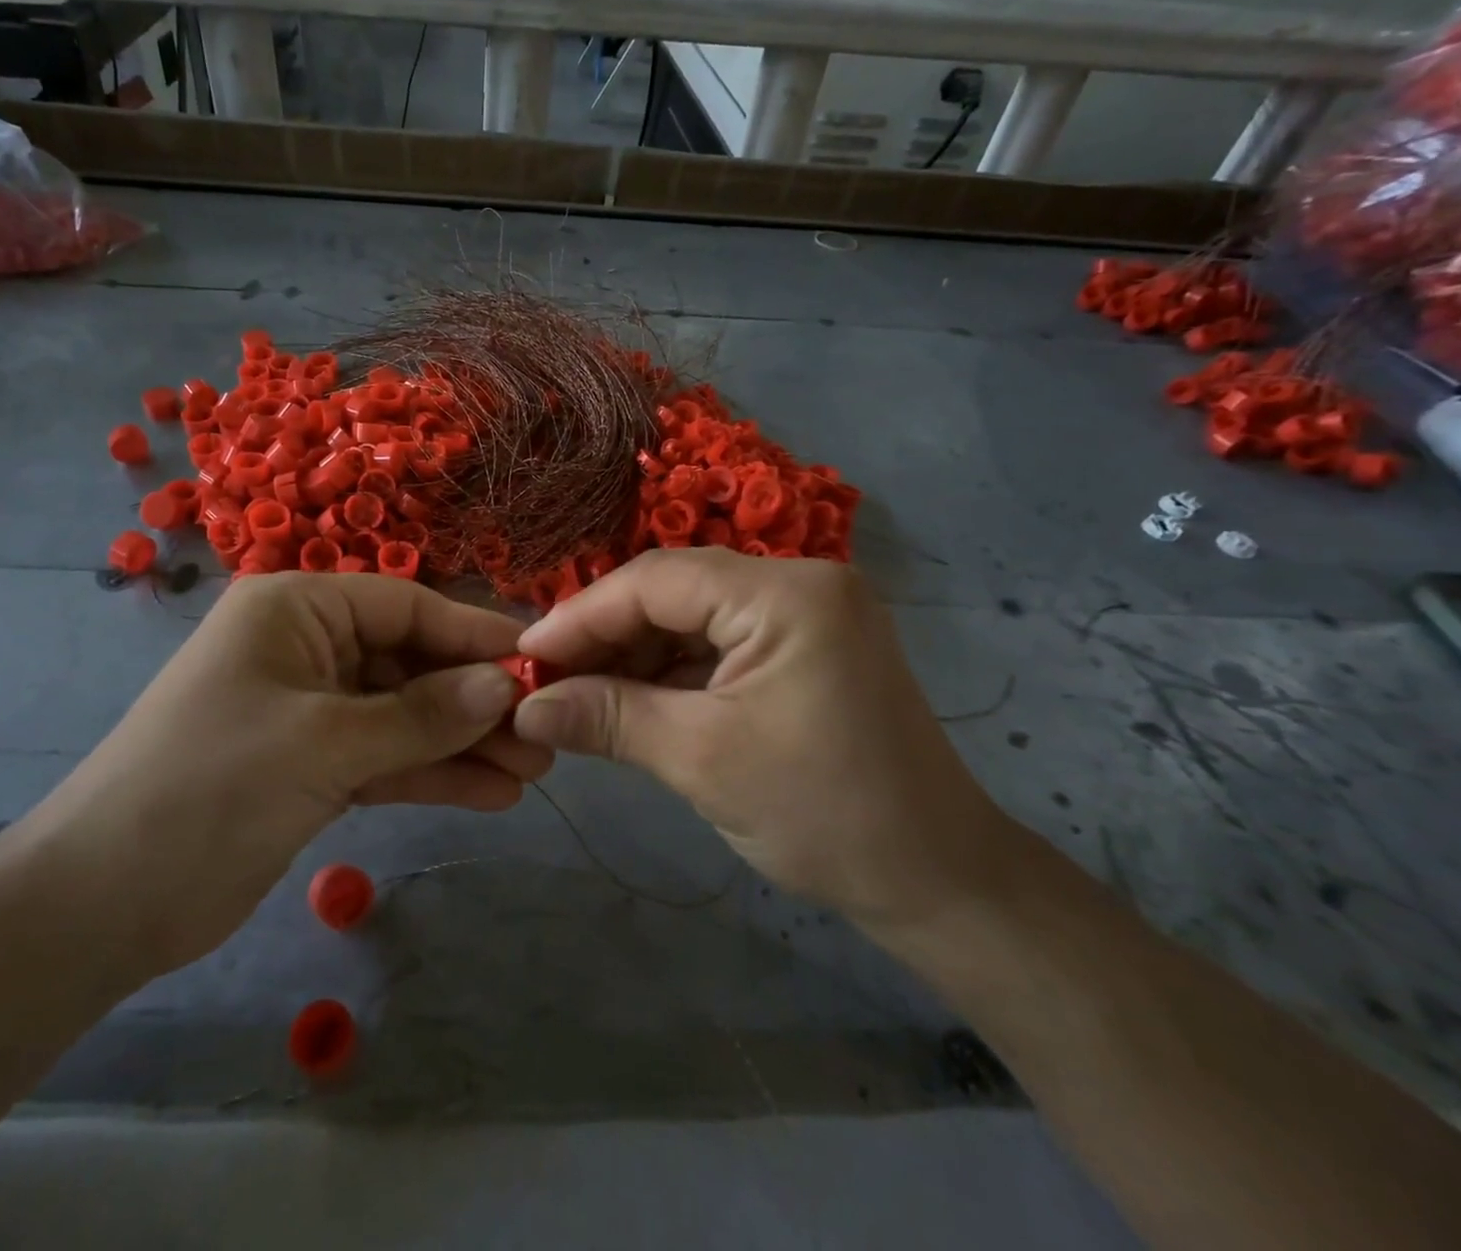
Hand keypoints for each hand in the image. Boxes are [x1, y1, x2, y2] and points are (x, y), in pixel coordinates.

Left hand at [19, 572, 548, 980]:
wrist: (100, 904)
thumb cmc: (209, 788)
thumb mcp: (324, 743)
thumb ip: (422, 715)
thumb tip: (505, 685)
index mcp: (296, 610)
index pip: (406, 606)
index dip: (474, 634)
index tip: (538, 661)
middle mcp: (306, 647)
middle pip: (411, 662)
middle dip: (475, 700)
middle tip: (544, 735)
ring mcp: (310, 709)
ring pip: (405, 715)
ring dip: (463, 743)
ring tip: (532, 771)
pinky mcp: (312, 765)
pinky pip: (385, 757)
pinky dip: (431, 774)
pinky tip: (489, 794)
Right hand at [510, 549, 1019, 929]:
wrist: (937, 880)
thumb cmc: (824, 815)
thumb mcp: (701, 760)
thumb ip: (607, 718)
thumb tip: (524, 707)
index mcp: (786, 593)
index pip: (657, 580)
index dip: (582, 615)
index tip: (525, 655)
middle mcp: (798, 582)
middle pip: (673, 591)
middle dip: (605, 635)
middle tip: (546, 678)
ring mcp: (804, 613)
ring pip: (690, 616)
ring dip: (633, 654)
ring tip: (578, 693)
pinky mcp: (803, 646)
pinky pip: (718, 641)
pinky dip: (670, 669)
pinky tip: (629, 697)